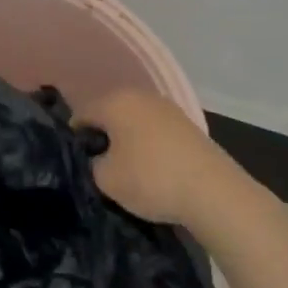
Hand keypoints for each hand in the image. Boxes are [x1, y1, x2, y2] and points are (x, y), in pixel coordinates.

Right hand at [76, 88, 239, 230]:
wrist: (213, 192)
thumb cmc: (151, 179)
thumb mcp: (105, 179)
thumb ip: (90, 163)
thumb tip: (95, 158)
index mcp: (115, 101)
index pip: (81, 115)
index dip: (74, 140)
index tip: (77, 164)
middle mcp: (140, 95)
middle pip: (109, 115)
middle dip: (101, 138)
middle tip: (99, 169)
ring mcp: (167, 108)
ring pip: (133, 122)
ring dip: (126, 142)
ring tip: (127, 172)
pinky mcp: (187, 125)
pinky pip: (155, 132)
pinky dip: (148, 146)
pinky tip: (153, 170)